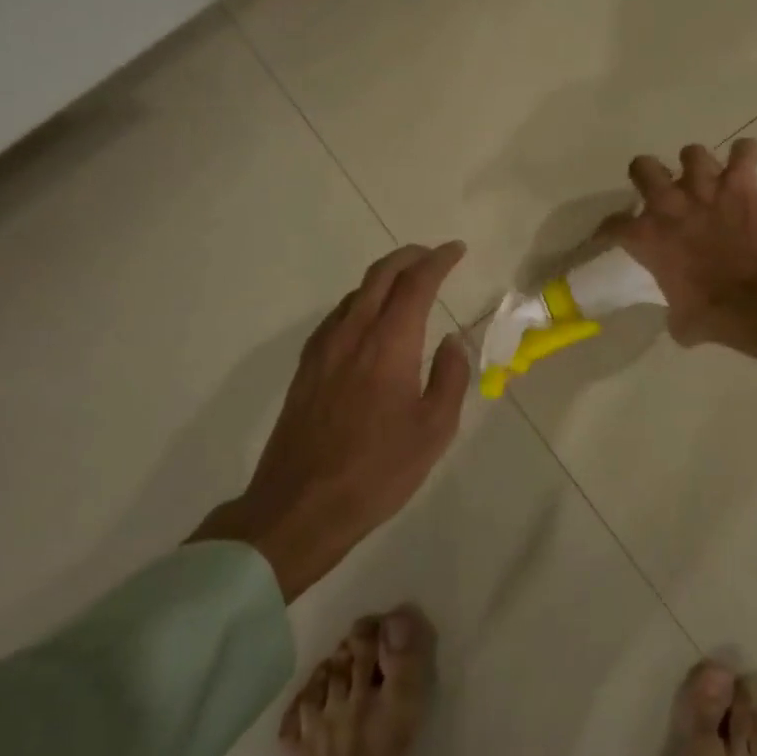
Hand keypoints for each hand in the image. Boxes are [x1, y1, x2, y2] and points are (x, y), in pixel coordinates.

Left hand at [190, 242, 471, 600]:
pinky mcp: (306, 369)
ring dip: (383, 278)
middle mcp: (352, 334)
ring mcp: (323, 350)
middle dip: (408, 257)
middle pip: (379, 276)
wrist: (301, 506)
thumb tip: (451, 342)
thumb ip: (450, 377)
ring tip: (405, 284)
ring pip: (354, 294)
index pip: (416, 284)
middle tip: (431, 255)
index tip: (456, 250)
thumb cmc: (378, 470)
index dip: (438, 261)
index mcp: (389, 344)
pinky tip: (368, 321)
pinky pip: (337, 317)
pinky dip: (360, 302)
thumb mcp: (434, 430)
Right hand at [598, 141, 756, 369]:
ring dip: (699, 166)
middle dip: (650, 175)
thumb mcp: (683, 322)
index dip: (611, 229)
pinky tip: (749, 165)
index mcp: (648, 238)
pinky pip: (745, 151)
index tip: (615, 234)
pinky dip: (747, 156)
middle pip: (643, 167)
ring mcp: (707, 187)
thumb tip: (680, 315)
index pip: (613, 225)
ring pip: (692, 153)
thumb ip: (674, 309)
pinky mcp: (743, 180)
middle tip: (663, 190)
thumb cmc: (719, 316)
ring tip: (710, 179)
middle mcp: (670, 204)